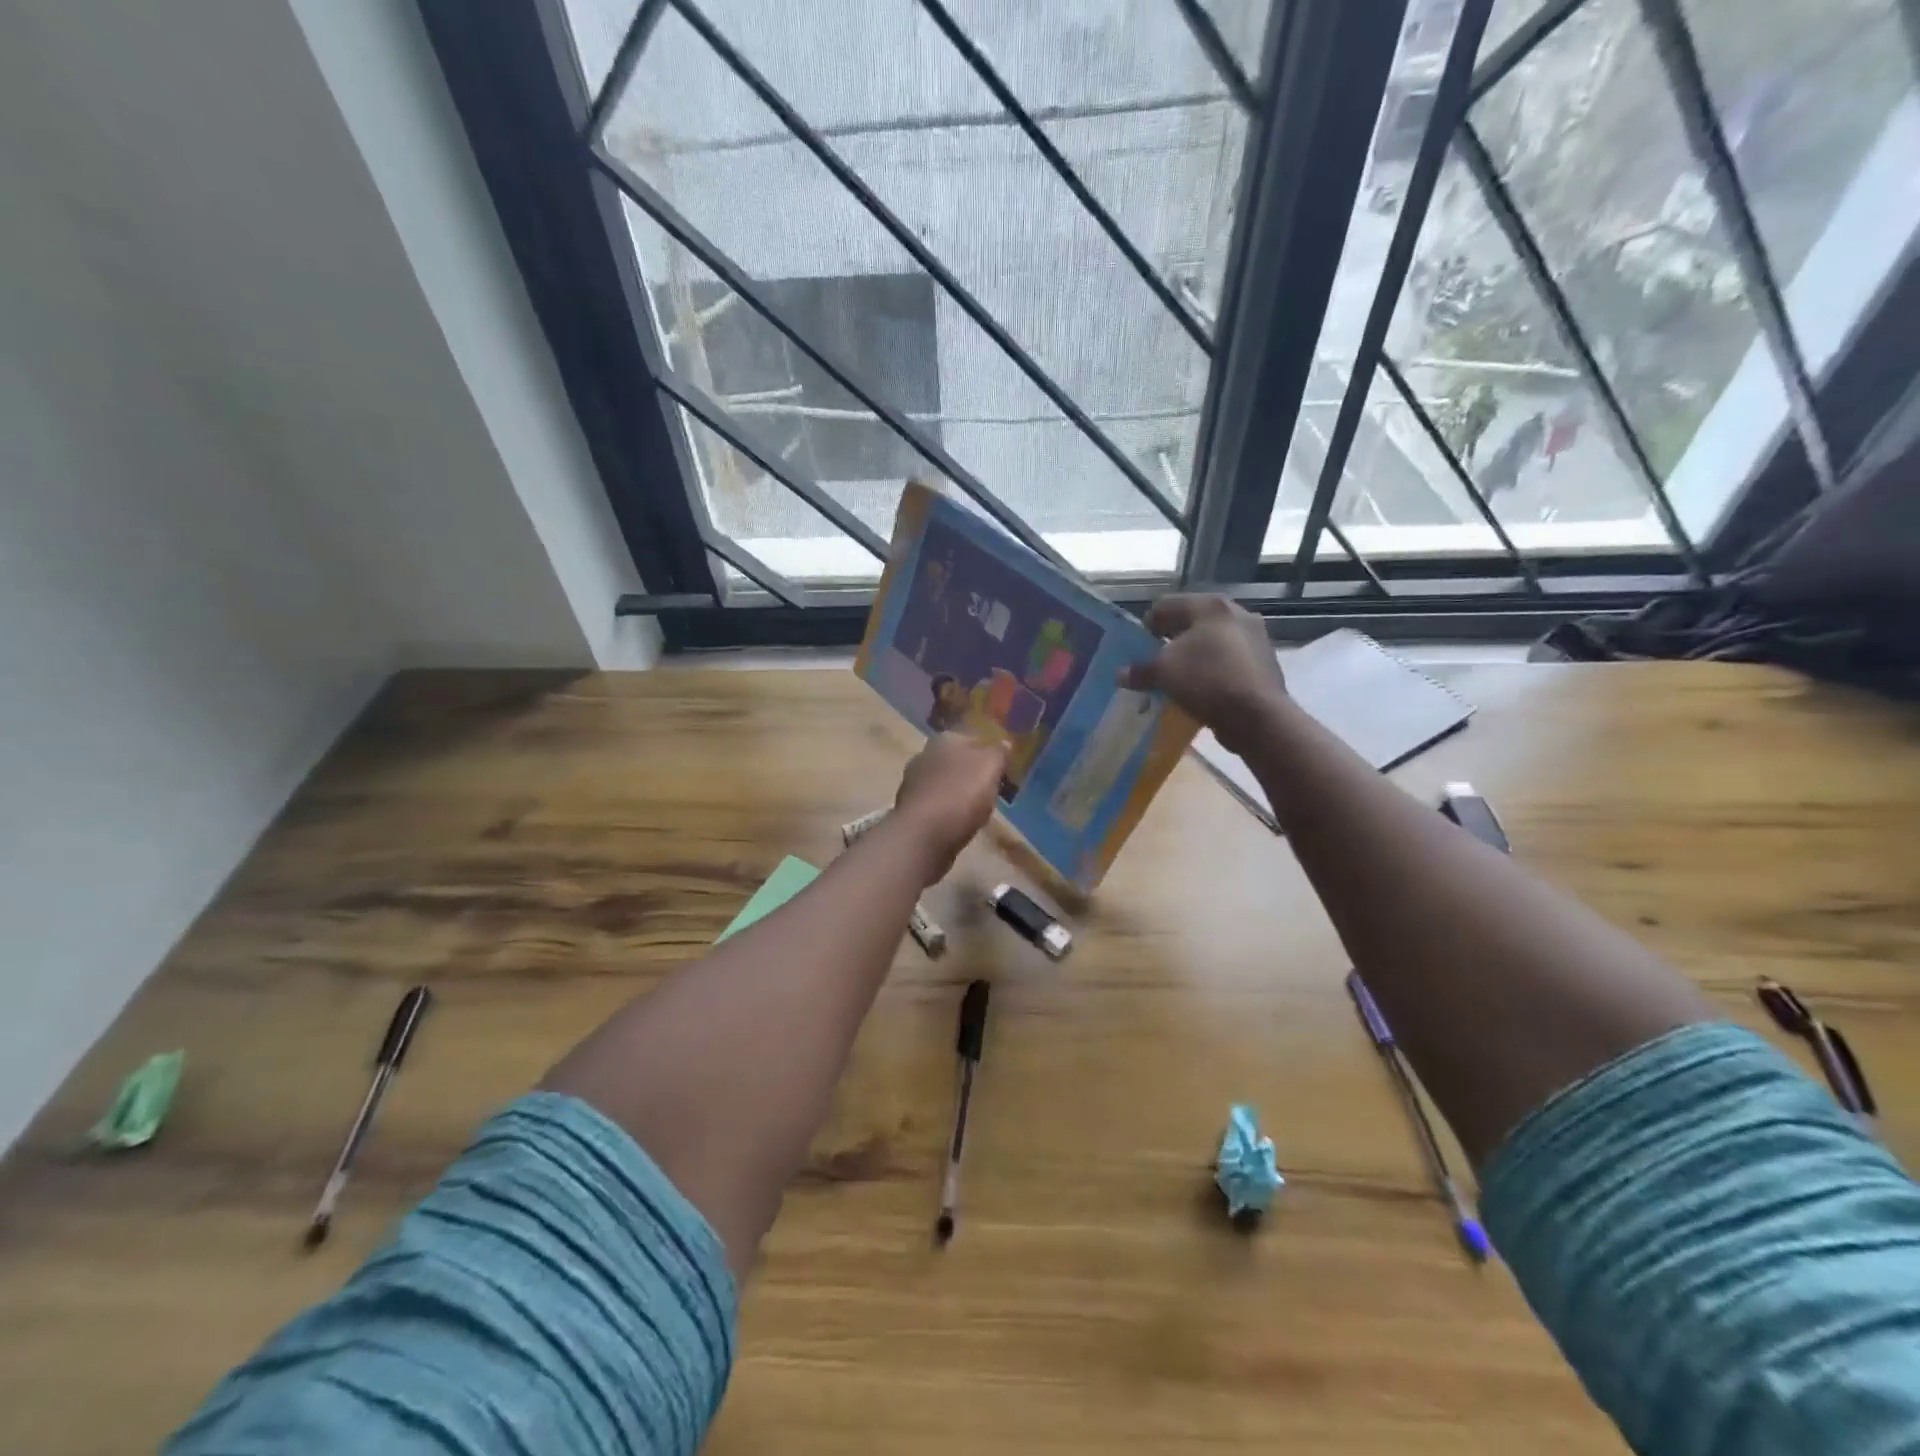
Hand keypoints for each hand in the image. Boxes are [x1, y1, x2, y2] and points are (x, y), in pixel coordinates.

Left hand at [892, 733, 1008, 879]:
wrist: (923, 835)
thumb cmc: (961, 794)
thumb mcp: (991, 767)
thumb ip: (998, 753)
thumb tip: (1004, 743)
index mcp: (945, 739)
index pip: (974, 739)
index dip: (990, 753)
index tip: (1004, 771)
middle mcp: (924, 754)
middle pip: (957, 761)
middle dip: (972, 773)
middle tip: (992, 791)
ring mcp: (913, 782)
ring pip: (944, 783)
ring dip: (958, 793)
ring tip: (977, 810)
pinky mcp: (909, 809)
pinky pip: (936, 805)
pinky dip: (946, 811)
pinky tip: (957, 823)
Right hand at [1120, 594, 1287, 753]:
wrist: (1257, 715)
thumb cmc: (1206, 679)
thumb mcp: (1163, 673)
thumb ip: (1140, 670)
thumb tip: (1120, 674)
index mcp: (1210, 605)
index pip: (1166, 604)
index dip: (1146, 624)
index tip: (1136, 646)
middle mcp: (1235, 613)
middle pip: (1192, 621)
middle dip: (1171, 640)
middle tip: (1154, 661)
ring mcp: (1254, 637)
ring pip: (1211, 641)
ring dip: (1192, 656)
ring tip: (1176, 677)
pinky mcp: (1263, 662)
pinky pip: (1227, 660)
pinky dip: (1211, 670)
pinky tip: (1200, 689)